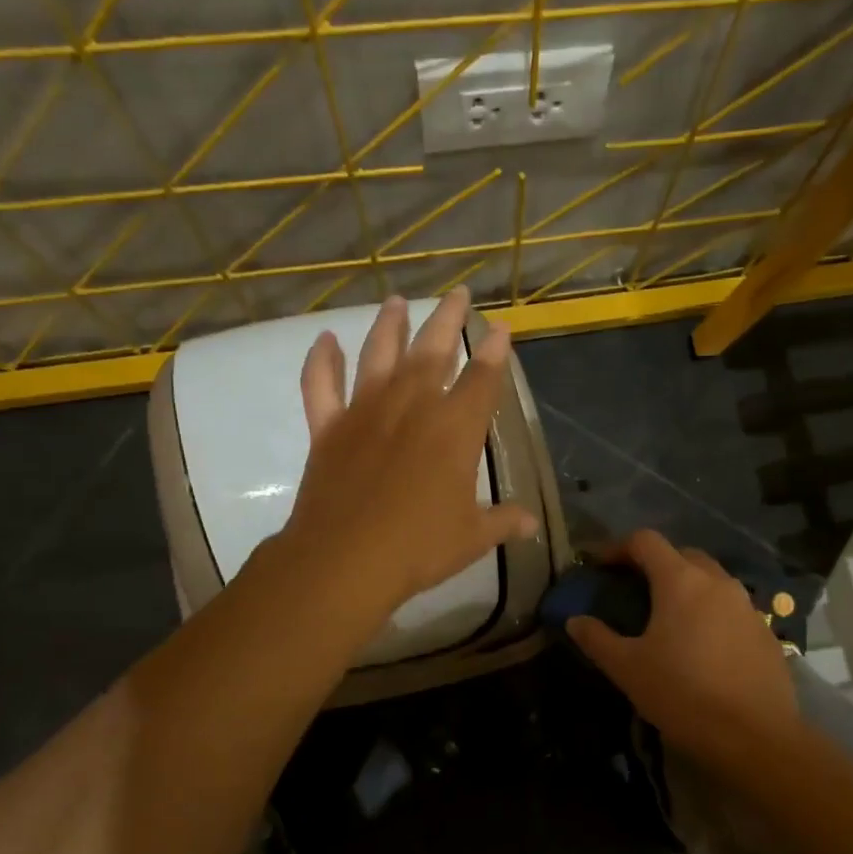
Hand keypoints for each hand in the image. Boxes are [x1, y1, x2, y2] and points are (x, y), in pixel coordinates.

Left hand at [279, 288, 535, 633]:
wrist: (346, 560)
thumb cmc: (419, 547)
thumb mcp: (472, 537)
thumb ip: (503, 522)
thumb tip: (531, 523)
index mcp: (455, 429)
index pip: (483, 379)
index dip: (495, 351)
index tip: (500, 326)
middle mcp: (412, 406)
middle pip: (433, 350)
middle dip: (448, 319)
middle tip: (457, 293)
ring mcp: (366, 412)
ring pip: (378, 354)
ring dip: (389, 325)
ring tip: (397, 301)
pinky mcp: (328, 427)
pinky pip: (321, 384)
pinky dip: (321, 360)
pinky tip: (325, 340)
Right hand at [565, 530, 798, 762]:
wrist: (754, 737)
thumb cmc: (682, 694)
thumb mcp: (627, 669)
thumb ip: (597, 639)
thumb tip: (575, 620)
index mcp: (681, 581)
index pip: (646, 541)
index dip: (618, 547)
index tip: (600, 566)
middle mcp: (717, 582)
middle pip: (682, 555)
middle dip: (655, 564)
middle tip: (634, 590)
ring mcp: (747, 606)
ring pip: (711, 580)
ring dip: (687, 587)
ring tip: (668, 617)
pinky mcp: (765, 631)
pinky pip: (732, 608)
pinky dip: (711, 613)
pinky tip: (702, 645)